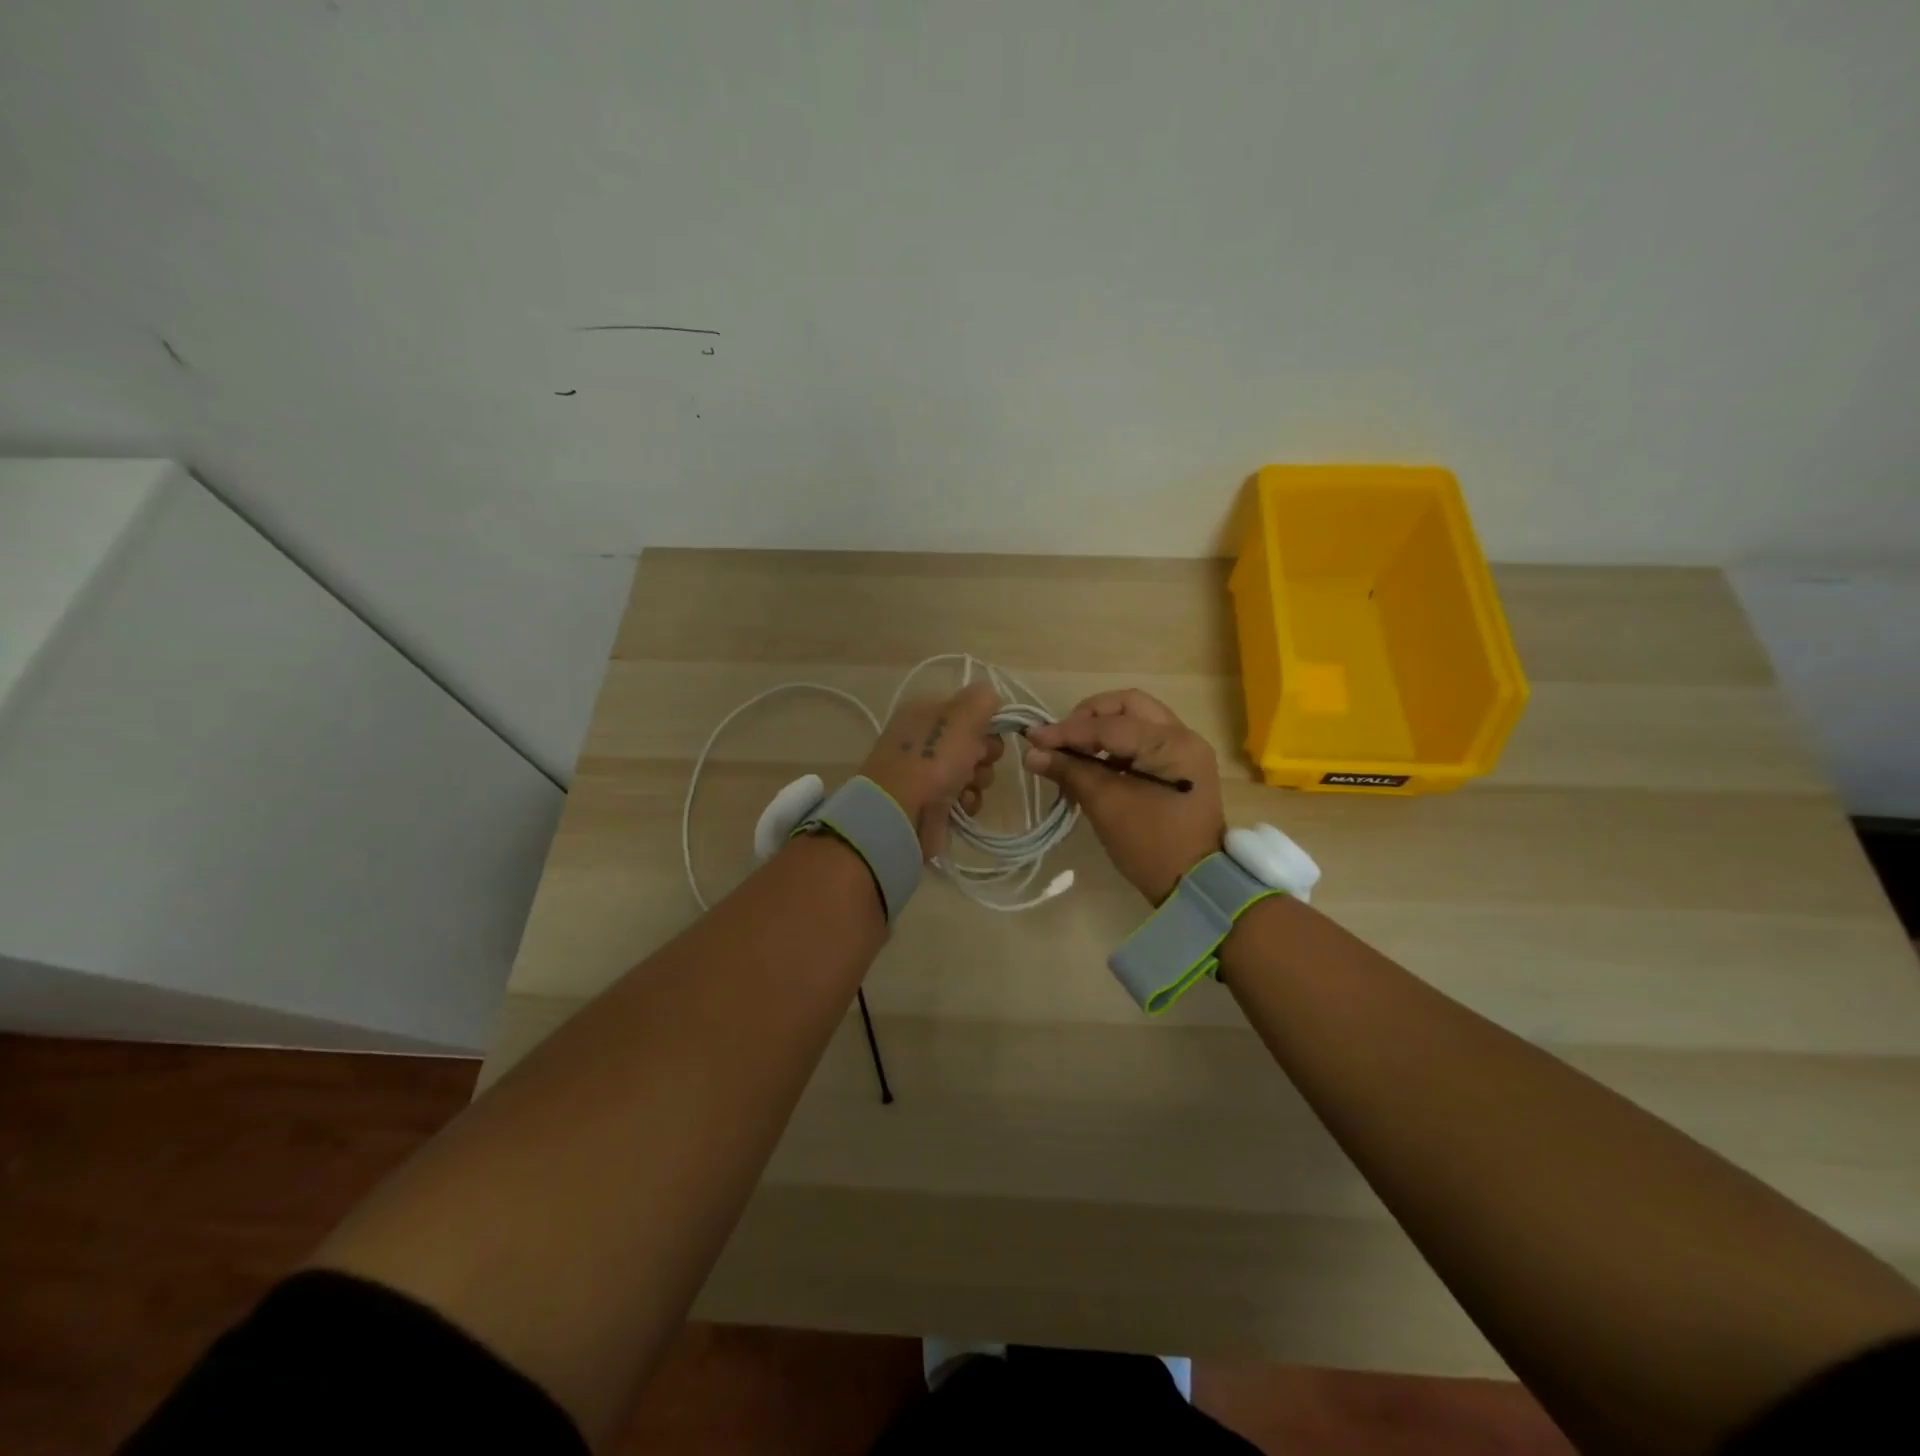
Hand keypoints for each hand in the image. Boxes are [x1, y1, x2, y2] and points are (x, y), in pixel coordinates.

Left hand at [858, 681, 1004, 860]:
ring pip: (974, 770)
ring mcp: (928, 772)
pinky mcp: (934, 802)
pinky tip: (960, 803)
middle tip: (977, 760)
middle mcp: (925, 738)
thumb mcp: (962, 715)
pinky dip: (968, 800)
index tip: (990, 731)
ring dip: (979, 778)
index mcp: (925, 710)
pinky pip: (965, 796)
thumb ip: (983, 699)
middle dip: (985, 753)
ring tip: (966, 786)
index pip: (968, 708)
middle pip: (975, 740)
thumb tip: (993, 700)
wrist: (901, 813)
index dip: (985, 720)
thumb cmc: (933, 758)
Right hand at [1023, 688, 1224, 904]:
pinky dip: (1115, 745)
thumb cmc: (1150, 846)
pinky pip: (1142, 739)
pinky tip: (1092, 762)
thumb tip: (1032, 753)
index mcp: (1171, 743)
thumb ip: (1070, 771)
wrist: (1195, 886)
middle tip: (1060, 739)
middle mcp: (1183, 736)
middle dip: (1089, 717)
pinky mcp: (1179, 766)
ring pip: (1136, 718)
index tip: (1032, 738)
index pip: (1110, 725)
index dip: (1067, 730)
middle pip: (1128, 705)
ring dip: (1101, 729)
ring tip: (1072, 752)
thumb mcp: (1106, 805)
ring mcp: (1184, 750)